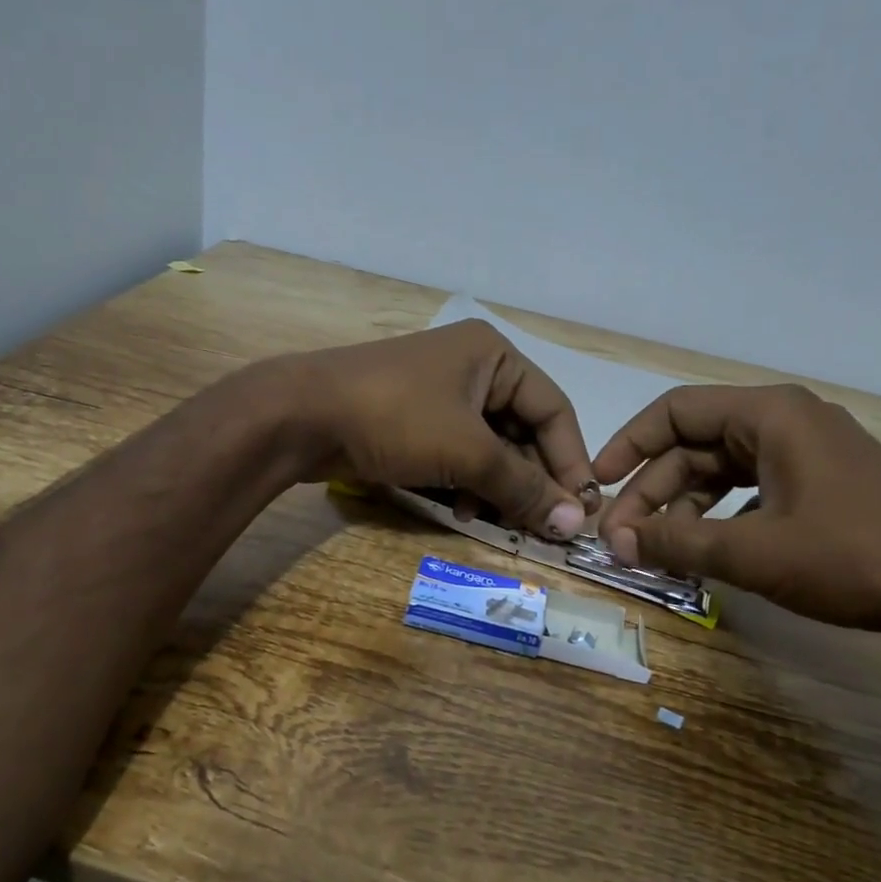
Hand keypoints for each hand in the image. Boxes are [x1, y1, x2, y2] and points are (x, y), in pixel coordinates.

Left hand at [282, 320, 598, 539]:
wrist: (300, 415)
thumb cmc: (396, 419)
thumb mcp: (467, 452)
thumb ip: (522, 486)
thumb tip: (573, 521)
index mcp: (494, 355)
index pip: (553, 410)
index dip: (570, 461)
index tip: (580, 509)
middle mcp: (472, 368)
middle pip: (521, 431)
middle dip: (529, 480)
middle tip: (541, 526)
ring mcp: (438, 394)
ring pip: (487, 448)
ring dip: (496, 487)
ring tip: (496, 521)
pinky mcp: (411, 421)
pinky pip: (455, 454)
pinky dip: (465, 483)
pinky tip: (460, 511)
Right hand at [592, 384, 880, 631]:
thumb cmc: (852, 557)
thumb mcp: (751, 552)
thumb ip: (675, 542)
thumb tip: (614, 542)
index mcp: (770, 415)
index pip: (675, 411)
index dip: (628, 444)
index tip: (598, 482)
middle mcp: (787, 422)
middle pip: (695, 445)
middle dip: (652, 492)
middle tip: (622, 540)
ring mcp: (809, 453)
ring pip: (721, 471)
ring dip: (683, 509)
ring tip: (658, 552)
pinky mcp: (823, 484)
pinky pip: (751, 489)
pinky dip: (720, 517)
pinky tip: (707, 550)